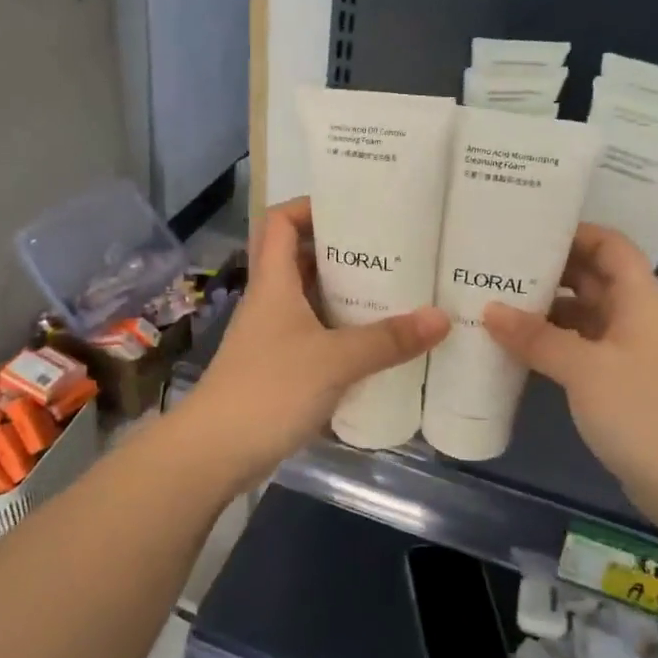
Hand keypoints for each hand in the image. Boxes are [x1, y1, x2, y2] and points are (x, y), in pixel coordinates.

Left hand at [184, 197, 448, 482]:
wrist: (216, 451)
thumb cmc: (270, 389)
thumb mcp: (335, 360)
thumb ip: (388, 339)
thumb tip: (441, 317)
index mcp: (274, 282)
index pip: (281, 222)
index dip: (310, 206)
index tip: (353, 208)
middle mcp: (270, 302)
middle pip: (301, 259)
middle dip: (343, 251)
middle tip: (392, 251)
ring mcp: (272, 337)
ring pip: (309, 300)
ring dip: (345, 294)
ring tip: (394, 292)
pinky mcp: (279, 368)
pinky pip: (314, 336)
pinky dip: (341, 333)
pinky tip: (374, 344)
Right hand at [482, 224, 657, 509]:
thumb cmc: (642, 411)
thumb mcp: (583, 368)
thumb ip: (535, 336)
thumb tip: (489, 309)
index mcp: (640, 298)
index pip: (608, 245)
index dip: (572, 233)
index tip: (524, 231)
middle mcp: (637, 315)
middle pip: (591, 277)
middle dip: (548, 270)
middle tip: (496, 266)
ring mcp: (629, 350)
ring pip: (583, 314)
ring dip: (546, 309)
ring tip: (496, 304)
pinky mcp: (620, 380)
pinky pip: (581, 346)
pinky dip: (552, 342)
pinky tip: (517, 348)